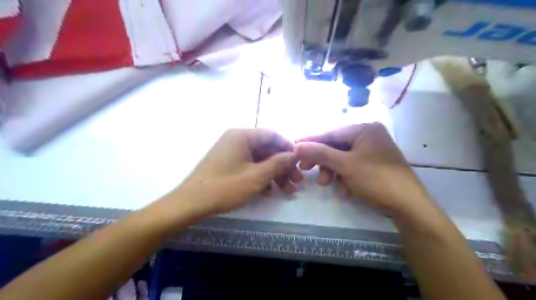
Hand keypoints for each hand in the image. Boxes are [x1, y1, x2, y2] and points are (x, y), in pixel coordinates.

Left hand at [175, 129, 300, 214]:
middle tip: (297, 181)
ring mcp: (232, 153)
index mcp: (242, 136)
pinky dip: (261, 178)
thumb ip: (278, 163)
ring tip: (287, 191)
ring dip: (274, 175)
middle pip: (267, 149)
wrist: (191, 203)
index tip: (300, 161)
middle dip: (283, 166)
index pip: (272, 135)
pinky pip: (250, 167)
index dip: (288, 147)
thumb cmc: (225, 186)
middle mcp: (237, 140)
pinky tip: (269, 192)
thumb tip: (294, 154)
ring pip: (260, 160)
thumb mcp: (256, 176)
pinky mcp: (228, 165)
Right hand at [295, 122, 429, 214]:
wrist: (408, 206)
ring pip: (342, 159)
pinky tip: (345, 190)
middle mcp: (368, 136)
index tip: (293, 147)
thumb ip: (320, 153)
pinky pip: (352, 167)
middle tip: (306, 170)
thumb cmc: (376, 179)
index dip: (311, 141)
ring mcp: (371, 151)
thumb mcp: (345, 165)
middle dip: (323, 161)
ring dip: (333, 172)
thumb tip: (297, 145)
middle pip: (335, 146)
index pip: (330, 133)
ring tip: (328, 185)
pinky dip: (345, 178)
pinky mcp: (373, 165)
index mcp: (364, 129)